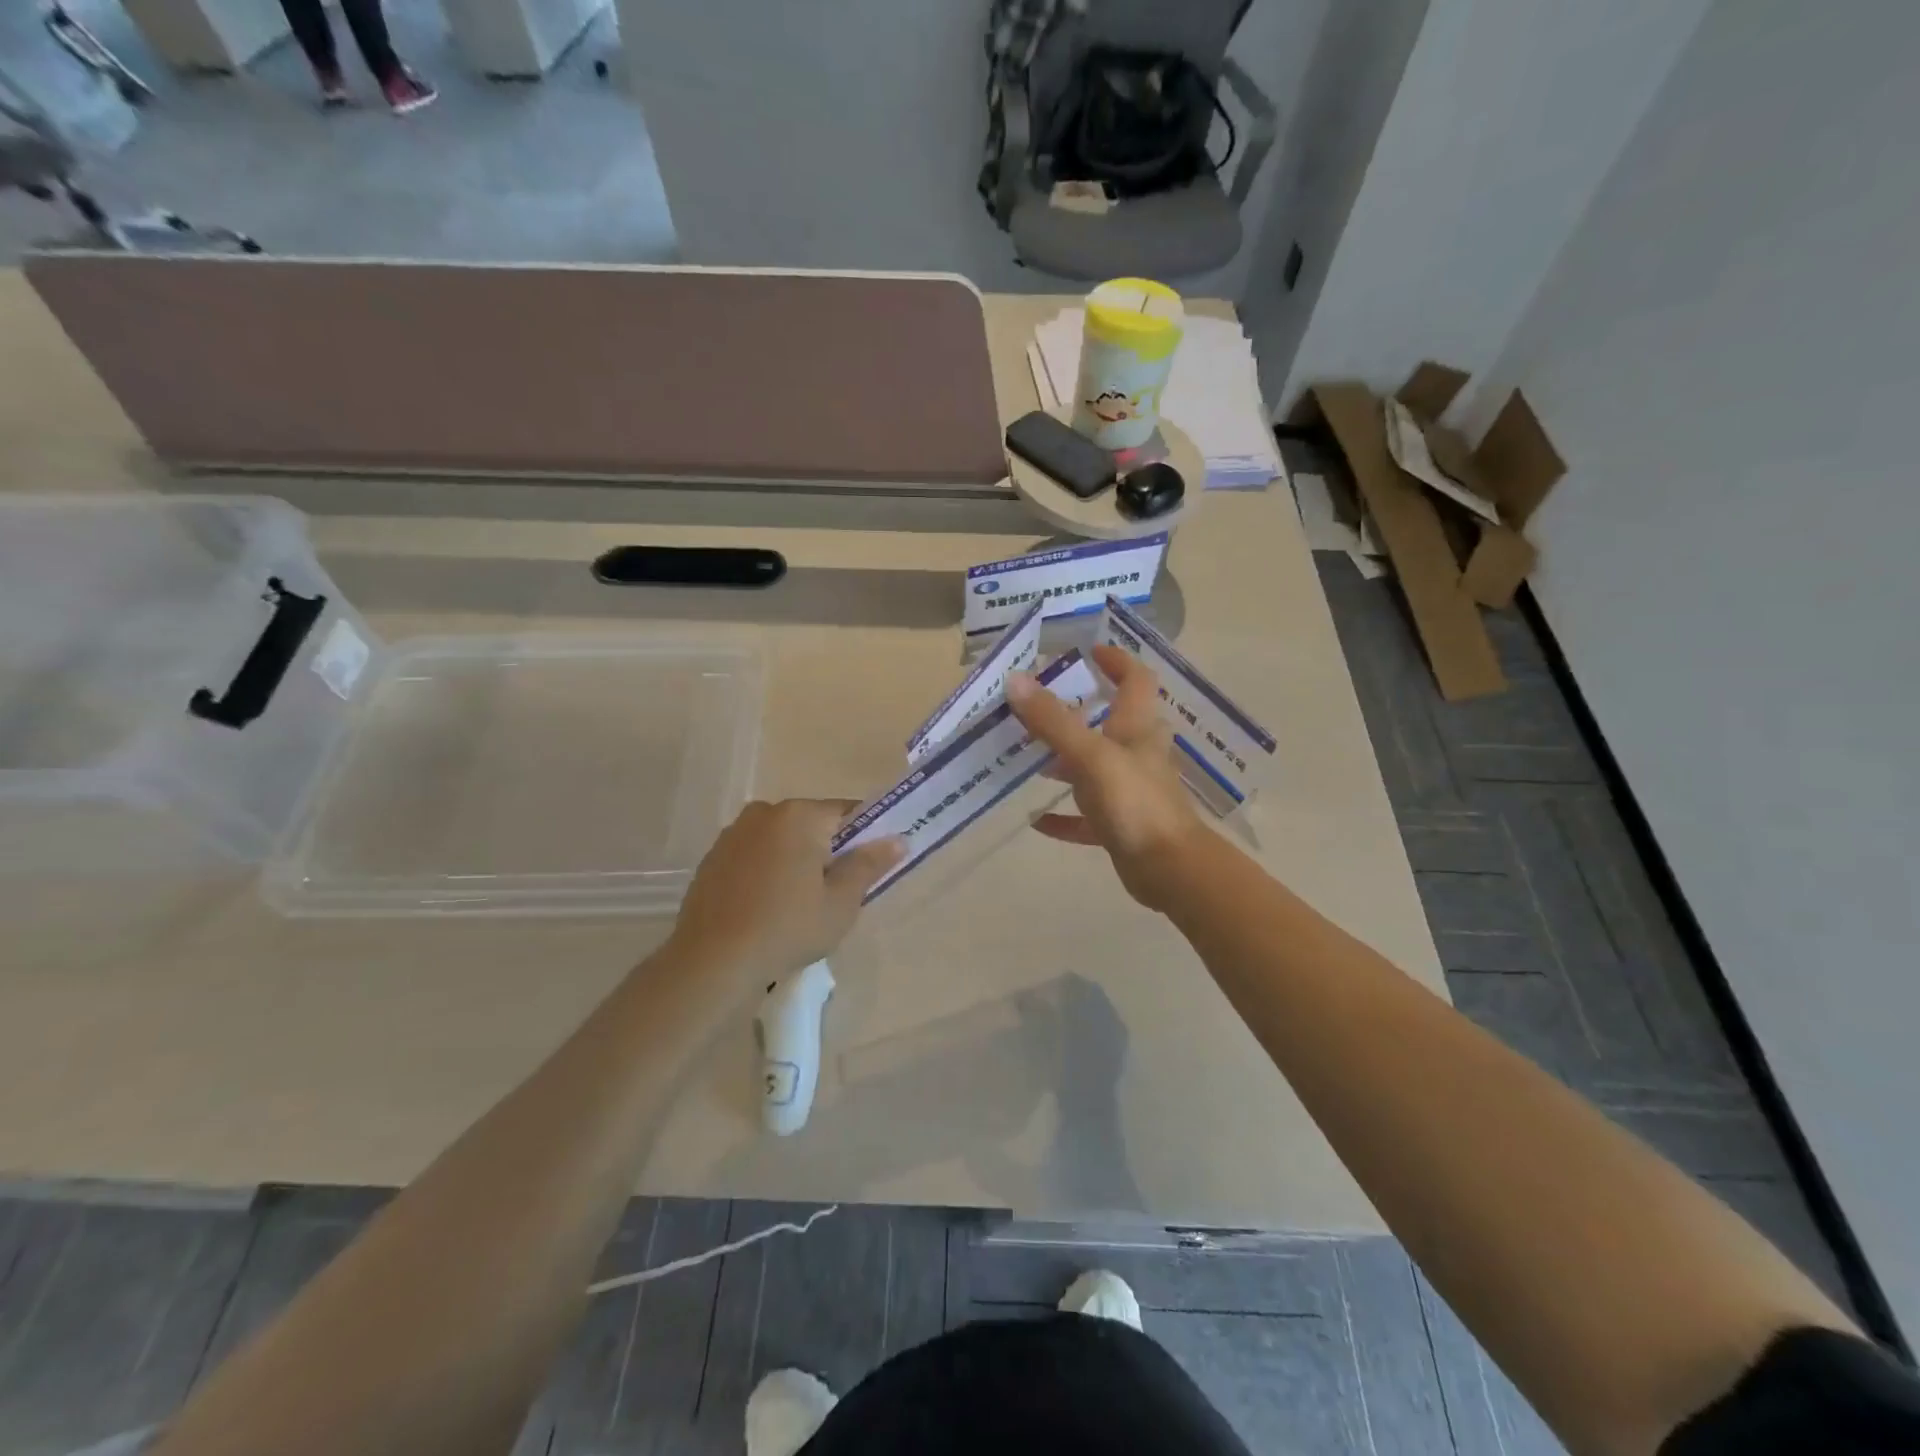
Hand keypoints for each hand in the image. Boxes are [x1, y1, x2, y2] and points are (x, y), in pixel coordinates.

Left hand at [667, 800, 905, 985]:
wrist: (712, 961)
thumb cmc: (788, 927)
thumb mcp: (840, 902)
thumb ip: (869, 865)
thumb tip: (897, 839)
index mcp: (799, 815)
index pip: (846, 812)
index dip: (864, 837)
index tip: (868, 867)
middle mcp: (764, 813)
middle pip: (811, 824)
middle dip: (827, 851)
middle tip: (834, 894)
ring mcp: (733, 834)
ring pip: (781, 840)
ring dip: (794, 861)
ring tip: (796, 905)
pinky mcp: (712, 858)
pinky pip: (754, 856)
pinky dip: (766, 872)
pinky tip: (765, 908)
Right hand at [1006, 645, 1206, 913]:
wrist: (1169, 868)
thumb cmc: (1135, 802)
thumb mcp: (1090, 756)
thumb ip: (1053, 721)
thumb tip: (1016, 680)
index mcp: (1136, 728)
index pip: (1135, 679)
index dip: (1116, 661)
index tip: (1088, 652)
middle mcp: (1136, 754)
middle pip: (1110, 722)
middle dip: (1077, 711)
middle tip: (1038, 706)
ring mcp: (1129, 791)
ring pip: (1094, 767)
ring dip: (1064, 761)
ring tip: (1027, 756)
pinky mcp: (1121, 826)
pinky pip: (1086, 816)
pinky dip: (1064, 816)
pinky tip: (1037, 819)